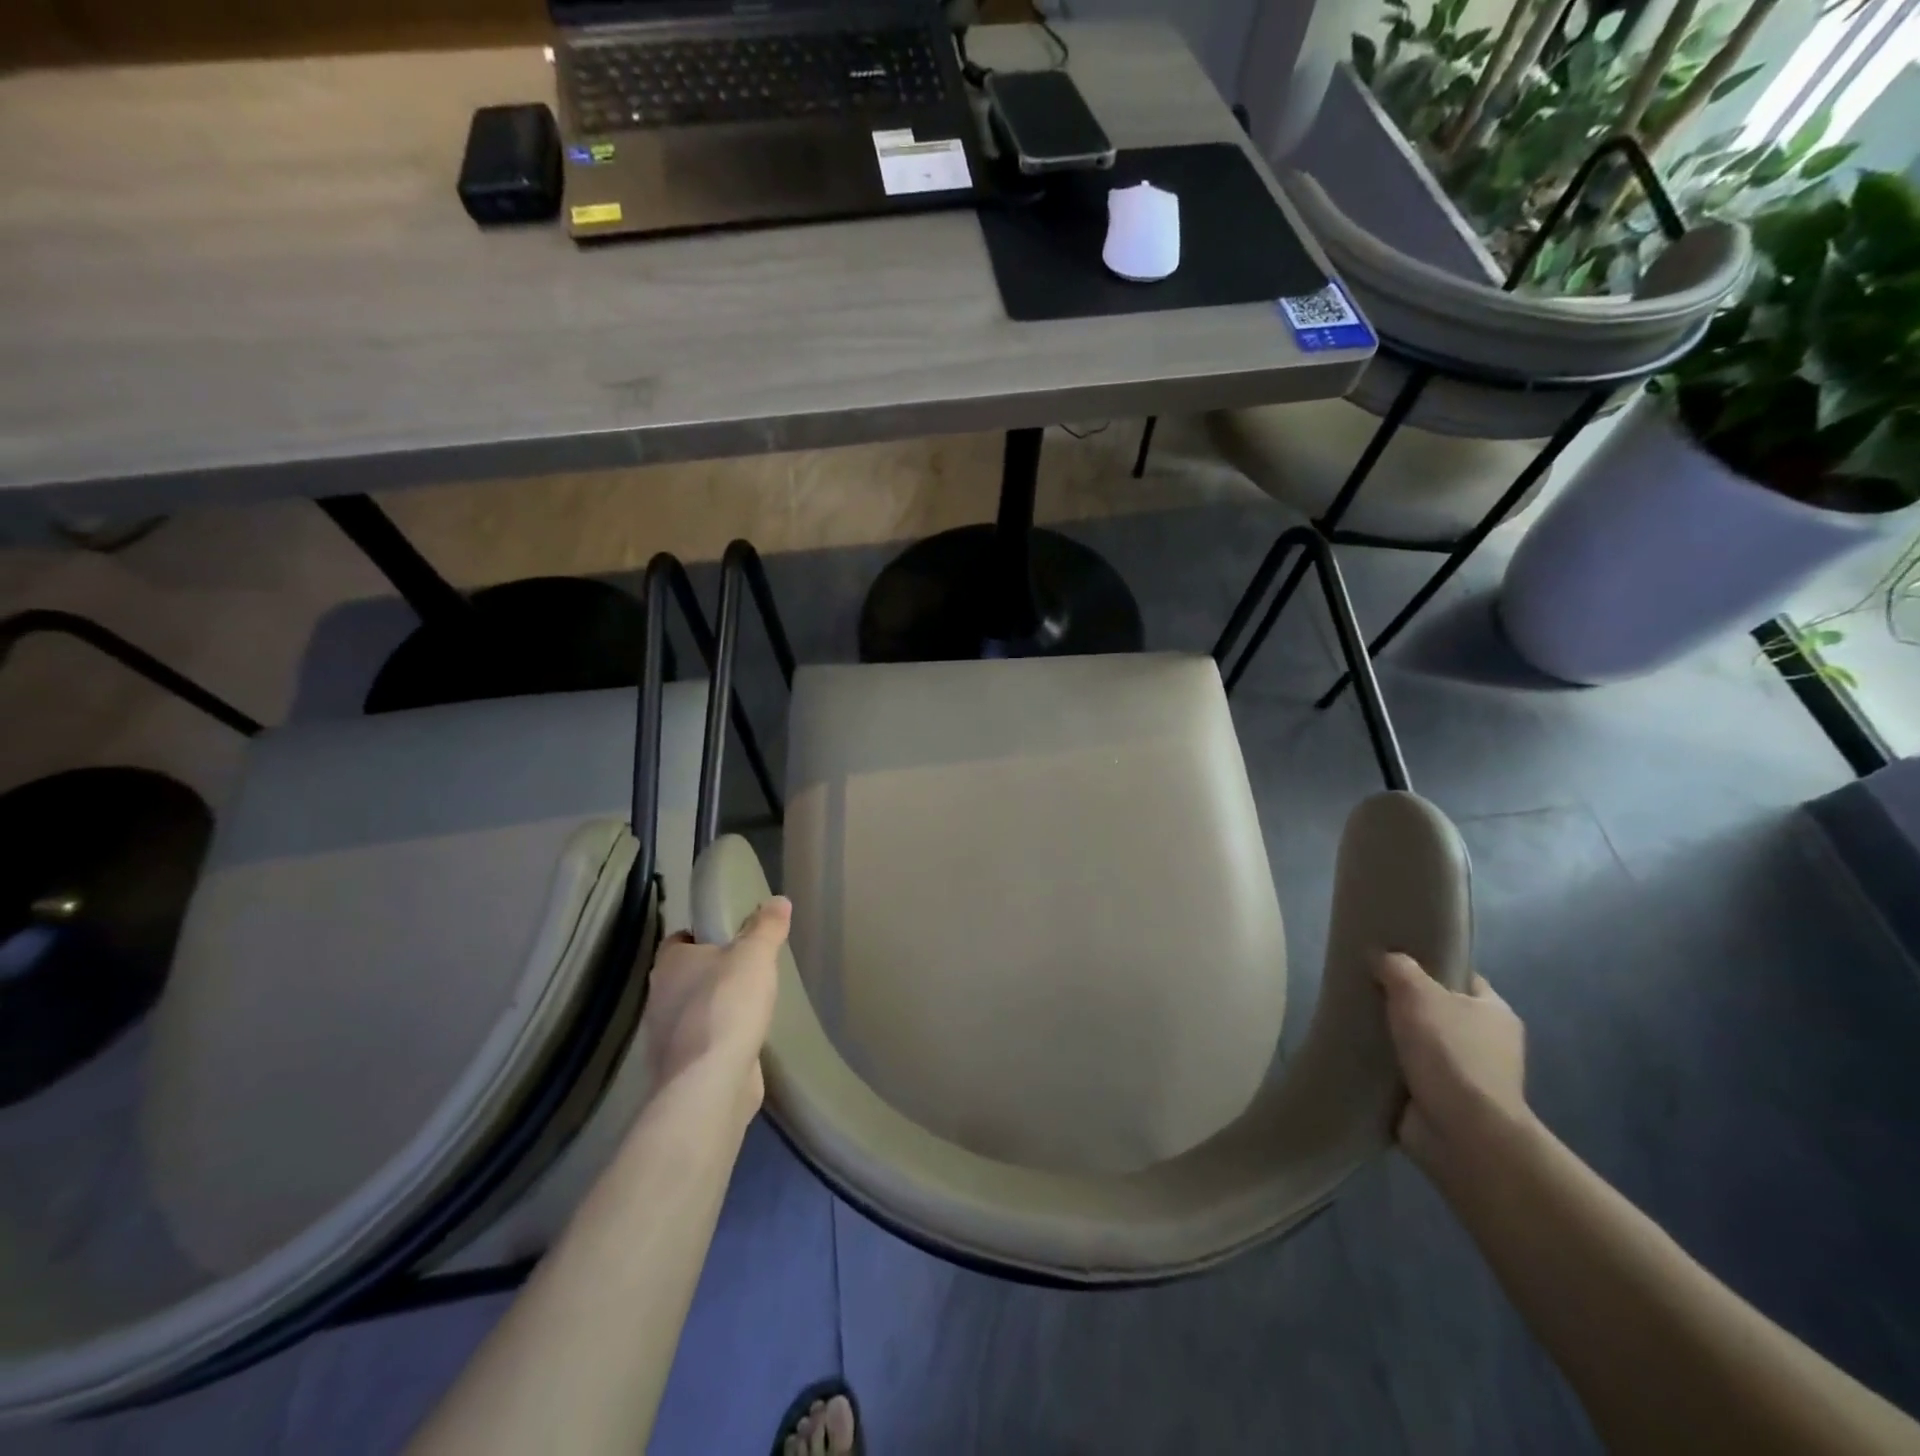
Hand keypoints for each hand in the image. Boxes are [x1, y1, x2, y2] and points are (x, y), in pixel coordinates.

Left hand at [640, 897, 789, 1116]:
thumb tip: (779, 900)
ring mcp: (666, 1038)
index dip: (701, 935)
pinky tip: (745, 1041)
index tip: (729, 937)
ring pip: (691, 1012)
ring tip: (750, 1006)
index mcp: (670, 963)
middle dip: (711, 974)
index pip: (679, 940)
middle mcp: (659, 997)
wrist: (710, 1082)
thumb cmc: (727, 1004)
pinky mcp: (680, 1069)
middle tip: (747, 970)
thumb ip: (767, 927)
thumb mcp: (755, 955)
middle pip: (685, 977)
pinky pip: (701, 1045)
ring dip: (714, 1009)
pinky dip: (718, 1041)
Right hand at [1375, 952, 1530, 1174]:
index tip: (1393, 961)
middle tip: (1365, 989)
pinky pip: (1407, 1074)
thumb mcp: (1417, 993)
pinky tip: (1359, 1056)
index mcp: (1494, 1012)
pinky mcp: (1442, 1102)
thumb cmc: (1449, 1052)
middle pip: (1437, 1010)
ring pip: (1420, 1043)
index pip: (1461, 978)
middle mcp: (1487, 1043)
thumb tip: (1382, 957)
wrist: (1461, 1133)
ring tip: (1354, 1022)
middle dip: (1404, 1003)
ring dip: (1393, 1038)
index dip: (1429, 966)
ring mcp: (1466, 1076)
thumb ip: (1398, 968)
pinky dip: (1387, 1068)